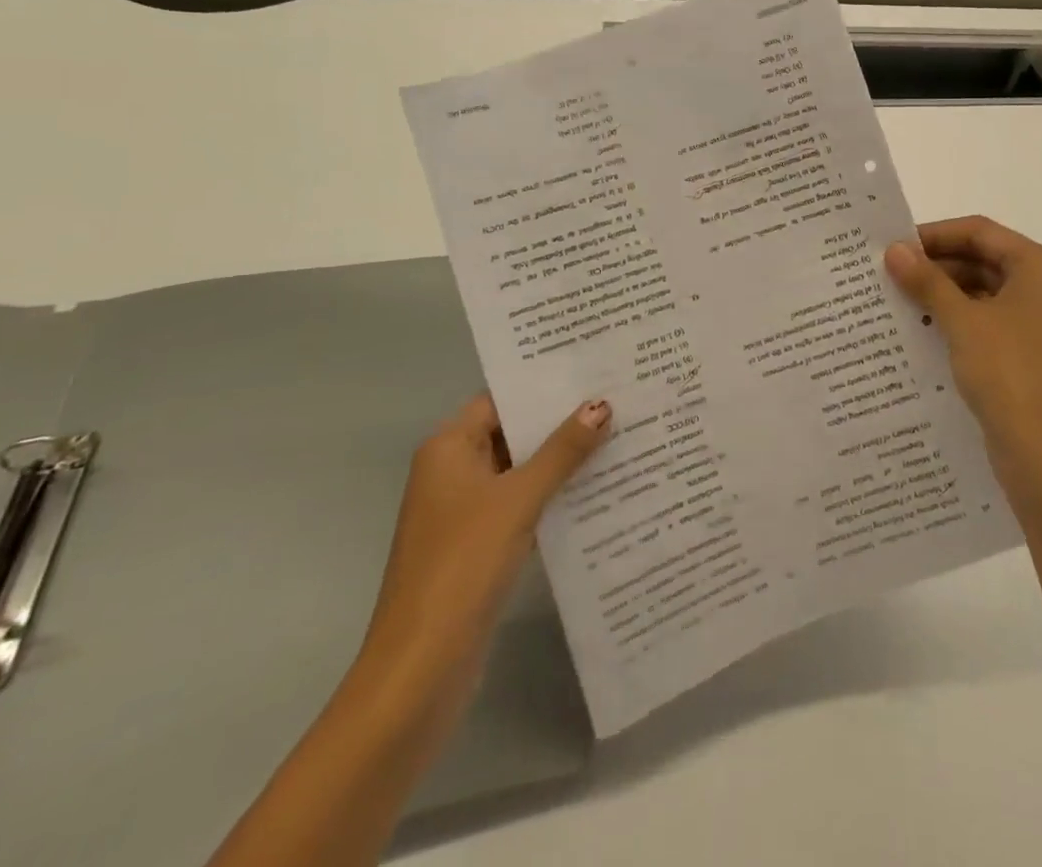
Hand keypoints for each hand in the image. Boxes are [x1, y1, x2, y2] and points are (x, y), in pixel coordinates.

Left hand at [359, 395, 610, 705]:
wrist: (420, 670)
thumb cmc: (462, 566)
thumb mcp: (518, 499)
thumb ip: (562, 451)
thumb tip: (601, 404)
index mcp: (449, 449)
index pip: (501, 400)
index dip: (544, 386)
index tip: (594, 370)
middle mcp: (453, 473)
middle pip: (513, 434)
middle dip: (562, 422)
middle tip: (620, 399)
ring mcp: (466, 513)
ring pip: (522, 471)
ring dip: (563, 460)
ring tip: (621, 436)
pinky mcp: (481, 547)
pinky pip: (524, 506)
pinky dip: (555, 496)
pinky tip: (600, 490)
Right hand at [886, 216, 1041, 495]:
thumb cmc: (1009, 373)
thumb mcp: (962, 321)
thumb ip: (927, 281)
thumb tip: (895, 250)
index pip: (981, 232)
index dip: (936, 235)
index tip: (895, 246)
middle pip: (986, 261)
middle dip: (939, 267)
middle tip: (892, 276)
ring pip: (987, 295)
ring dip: (946, 296)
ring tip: (900, 303)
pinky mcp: (1035, 358)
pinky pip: (992, 325)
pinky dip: (961, 323)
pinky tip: (925, 334)